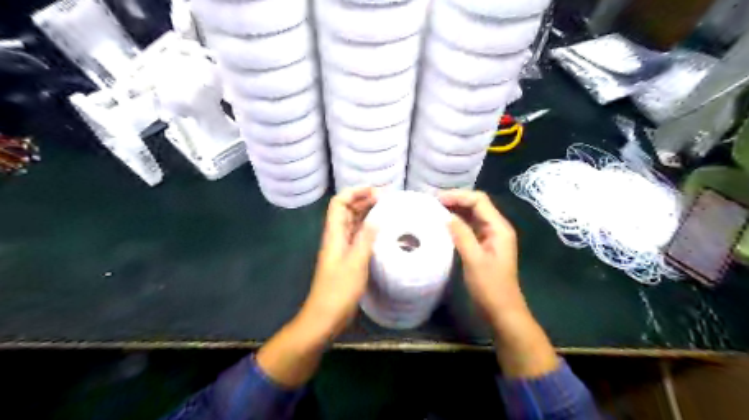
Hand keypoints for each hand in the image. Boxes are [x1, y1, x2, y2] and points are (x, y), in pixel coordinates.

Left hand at [258, 189, 376, 388]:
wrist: (325, 317)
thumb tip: (378, 218)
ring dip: (367, 214)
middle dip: (364, 200)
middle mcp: (336, 237)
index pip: (339, 203)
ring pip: (353, 223)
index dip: (355, 192)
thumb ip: (366, 239)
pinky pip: (358, 237)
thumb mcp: (355, 263)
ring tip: (387, 211)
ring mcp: (342, 249)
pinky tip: (382, 232)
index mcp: (334, 234)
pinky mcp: (348, 259)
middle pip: (347, 210)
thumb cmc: (338, 290)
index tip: (376, 191)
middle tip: (387, 199)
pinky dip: (369, 230)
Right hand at [437, 190, 521, 323]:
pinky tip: (443, 225)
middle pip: (476, 205)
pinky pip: (470, 227)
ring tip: (434, 210)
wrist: (502, 311)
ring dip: (455, 210)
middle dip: (455, 200)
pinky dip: (457, 223)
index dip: (458, 196)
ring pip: (472, 215)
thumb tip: (447, 216)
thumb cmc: (490, 287)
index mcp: (499, 228)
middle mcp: (496, 228)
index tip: (437, 199)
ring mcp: (490, 236)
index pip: (479, 200)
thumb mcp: (474, 259)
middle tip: (432, 202)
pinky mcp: (484, 245)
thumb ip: (461, 235)